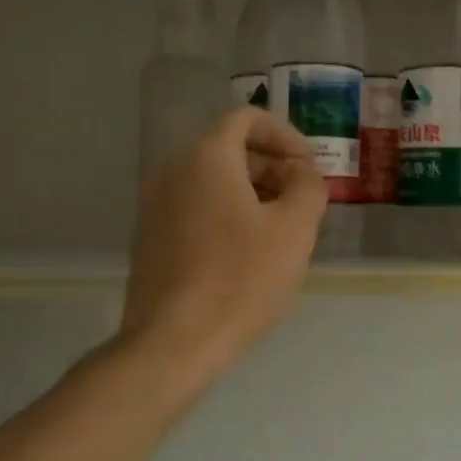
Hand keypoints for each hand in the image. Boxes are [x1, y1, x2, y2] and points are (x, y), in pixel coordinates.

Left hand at [121, 109, 325, 368]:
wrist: (174, 341)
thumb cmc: (241, 278)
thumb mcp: (295, 229)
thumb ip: (309, 187)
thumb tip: (303, 174)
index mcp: (207, 157)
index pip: (247, 119)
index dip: (286, 135)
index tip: (309, 167)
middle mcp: (173, 171)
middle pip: (230, 148)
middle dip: (273, 166)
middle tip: (303, 200)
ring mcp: (155, 205)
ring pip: (213, 180)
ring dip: (253, 192)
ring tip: (282, 228)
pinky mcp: (150, 238)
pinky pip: (196, 207)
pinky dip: (227, 213)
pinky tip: (249, 252)